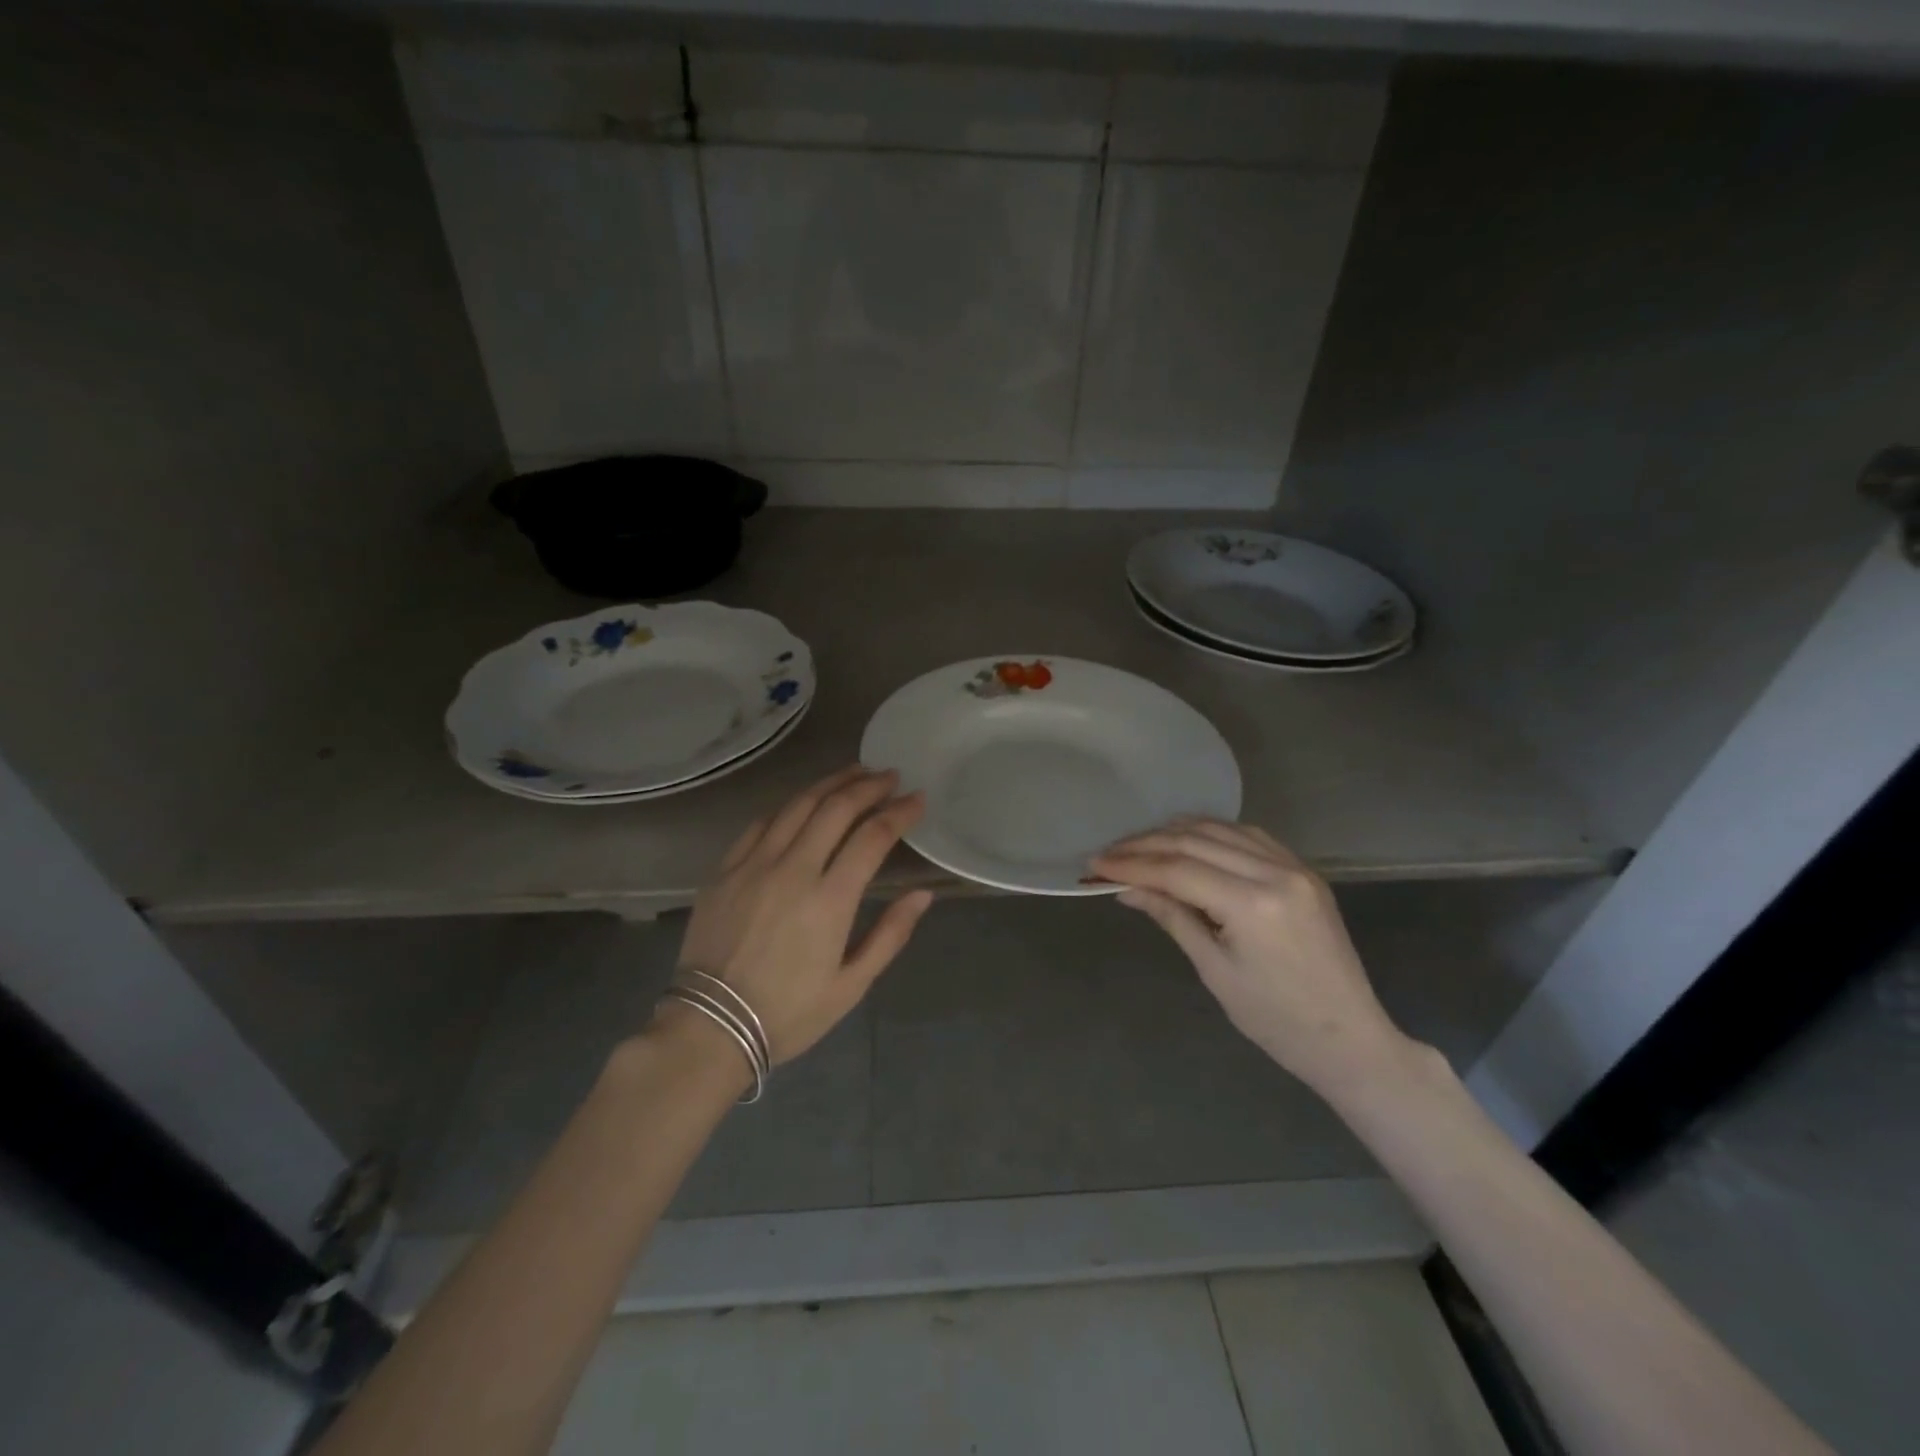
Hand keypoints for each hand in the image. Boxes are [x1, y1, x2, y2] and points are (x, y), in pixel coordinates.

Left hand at [671, 766, 933, 1065]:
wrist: (709, 1028)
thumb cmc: (788, 1013)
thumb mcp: (850, 986)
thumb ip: (890, 935)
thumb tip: (922, 894)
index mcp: (830, 900)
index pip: (873, 837)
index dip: (899, 812)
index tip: (917, 798)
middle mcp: (793, 869)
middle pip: (836, 808)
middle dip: (868, 786)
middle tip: (889, 776)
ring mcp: (754, 864)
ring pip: (797, 805)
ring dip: (830, 783)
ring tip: (854, 773)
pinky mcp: (725, 869)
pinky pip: (761, 823)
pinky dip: (789, 806)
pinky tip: (803, 802)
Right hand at [1092, 821, 1408, 1092]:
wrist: (1349, 1039)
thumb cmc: (1276, 1020)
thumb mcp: (1215, 971)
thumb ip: (1172, 917)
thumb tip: (1126, 889)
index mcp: (1253, 905)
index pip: (1177, 869)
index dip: (1131, 864)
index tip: (1094, 865)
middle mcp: (1276, 872)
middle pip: (1195, 841)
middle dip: (1146, 845)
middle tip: (1108, 854)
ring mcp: (1294, 867)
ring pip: (1221, 829)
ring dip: (1175, 833)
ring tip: (1138, 845)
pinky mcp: (1303, 870)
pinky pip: (1248, 836)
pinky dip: (1211, 834)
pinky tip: (1186, 842)